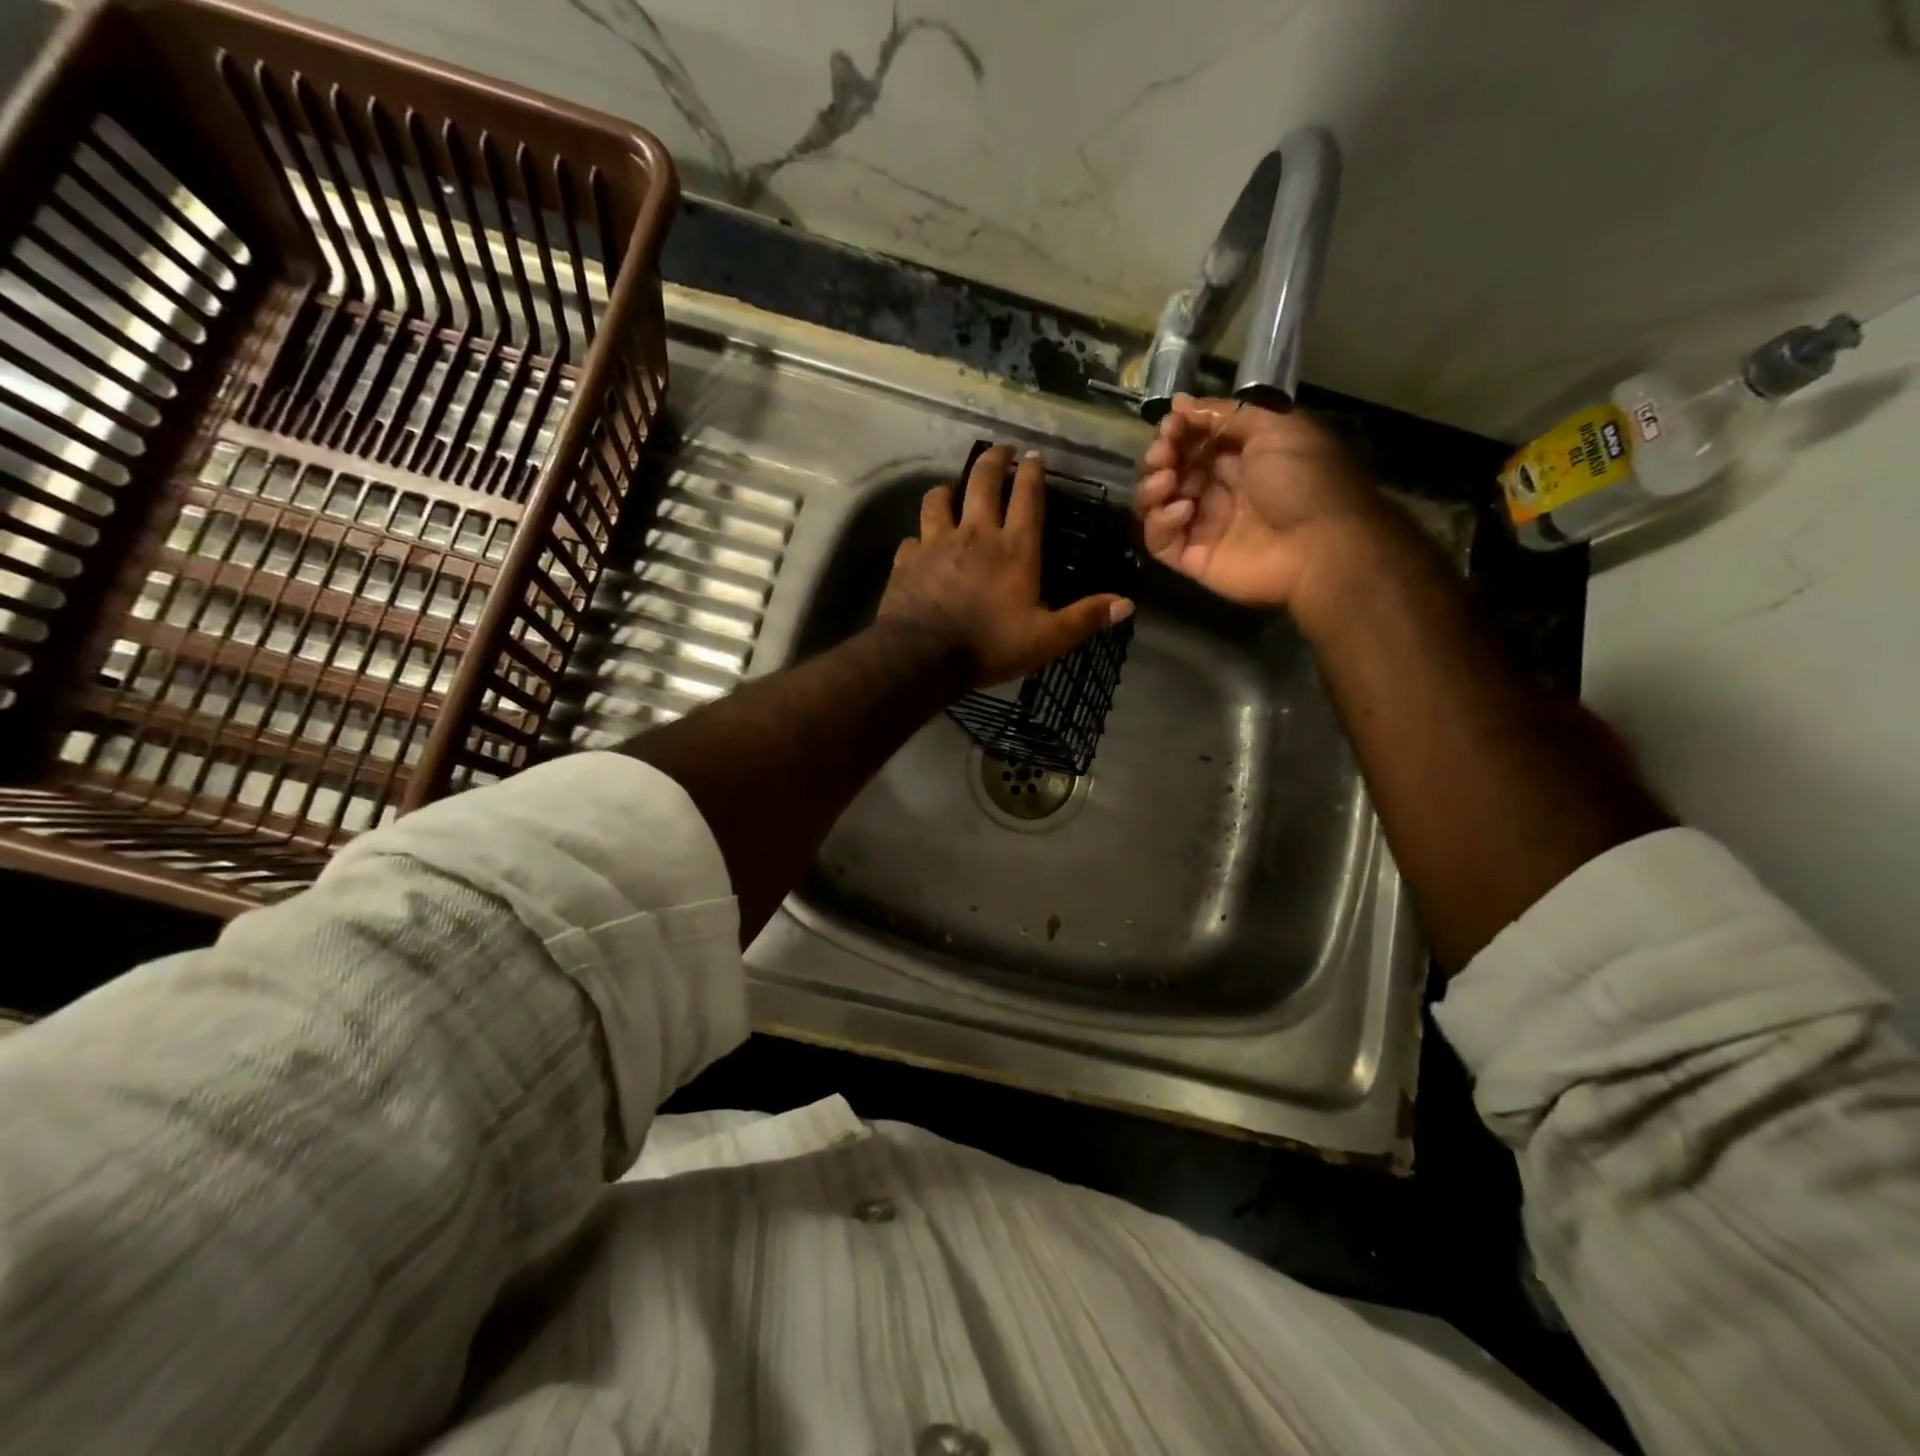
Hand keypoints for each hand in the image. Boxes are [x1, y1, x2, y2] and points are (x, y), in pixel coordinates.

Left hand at [879, 445, 1133, 687]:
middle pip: (982, 482)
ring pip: (938, 499)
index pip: (1028, 497)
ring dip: (947, 490)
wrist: (923, 656)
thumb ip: (1084, 619)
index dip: (1032, 473)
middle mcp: (975, 534)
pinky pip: (913, 539)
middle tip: (1000, 450)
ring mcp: (936, 543)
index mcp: (1014, 548)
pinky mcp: (907, 560)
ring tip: (951, 490)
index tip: (1034, 456)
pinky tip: (920, 545)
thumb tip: (1127, 604)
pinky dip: (919, 539)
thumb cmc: (989, 645)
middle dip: (993, 460)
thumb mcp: (1046, 639)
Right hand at [1136, 393, 1386, 611]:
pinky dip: (1160, 522)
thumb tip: (1178, 404)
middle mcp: (1218, 490)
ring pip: (1156, 505)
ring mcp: (1203, 526)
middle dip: (1158, 457)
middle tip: (1164, 454)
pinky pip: (1159, 541)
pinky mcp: (1193, 559)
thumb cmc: (1304, 480)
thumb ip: (1225, 414)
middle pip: (1168, 471)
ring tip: (1167, 480)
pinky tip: (1183, 510)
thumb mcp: (1274, 427)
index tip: (1171, 426)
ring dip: (1151, 487)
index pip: (1191, 442)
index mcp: (1240, 458)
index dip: (1176, 431)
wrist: (1321, 545)